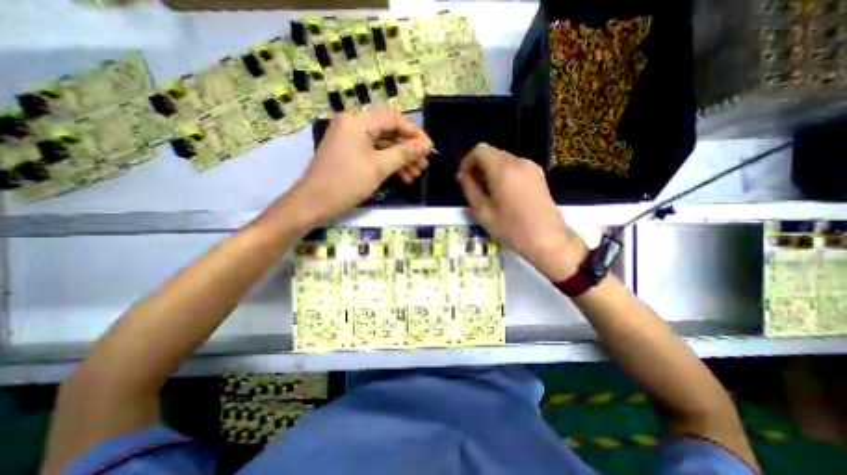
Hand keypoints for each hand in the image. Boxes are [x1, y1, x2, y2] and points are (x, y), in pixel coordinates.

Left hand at [294, 111, 435, 222]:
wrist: (313, 202)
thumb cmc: (347, 183)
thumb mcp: (379, 167)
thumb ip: (404, 153)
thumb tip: (425, 145)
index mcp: (359, 121)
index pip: (395, 120)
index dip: (415, 134)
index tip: (430, 149)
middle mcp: (353, 124)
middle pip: (389, 133)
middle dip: (408, 150)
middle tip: (424, 165)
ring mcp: (350, 139)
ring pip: (382, 145)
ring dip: (400, 159)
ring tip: (416, 174)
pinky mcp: (348, 152)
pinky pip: (373, 153)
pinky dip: (387, 163)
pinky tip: (402, 176)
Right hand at [457, 143, 589, 279]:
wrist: (548, 240)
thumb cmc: (512, 228)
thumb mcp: (483, 212)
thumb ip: (469, 189)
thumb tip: (461, 176)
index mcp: (502, 169)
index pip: (479, 150)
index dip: (467, 161)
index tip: (464, 179)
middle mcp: (518, 162)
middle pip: (491, 153)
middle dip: (478, 167)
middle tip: (474, 188)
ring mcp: (531, 167)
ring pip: (503, 159)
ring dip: (490, 171)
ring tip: (488, 193)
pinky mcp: (538, 175)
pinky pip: (514, 167)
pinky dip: (503, 174)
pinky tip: (503, 194)